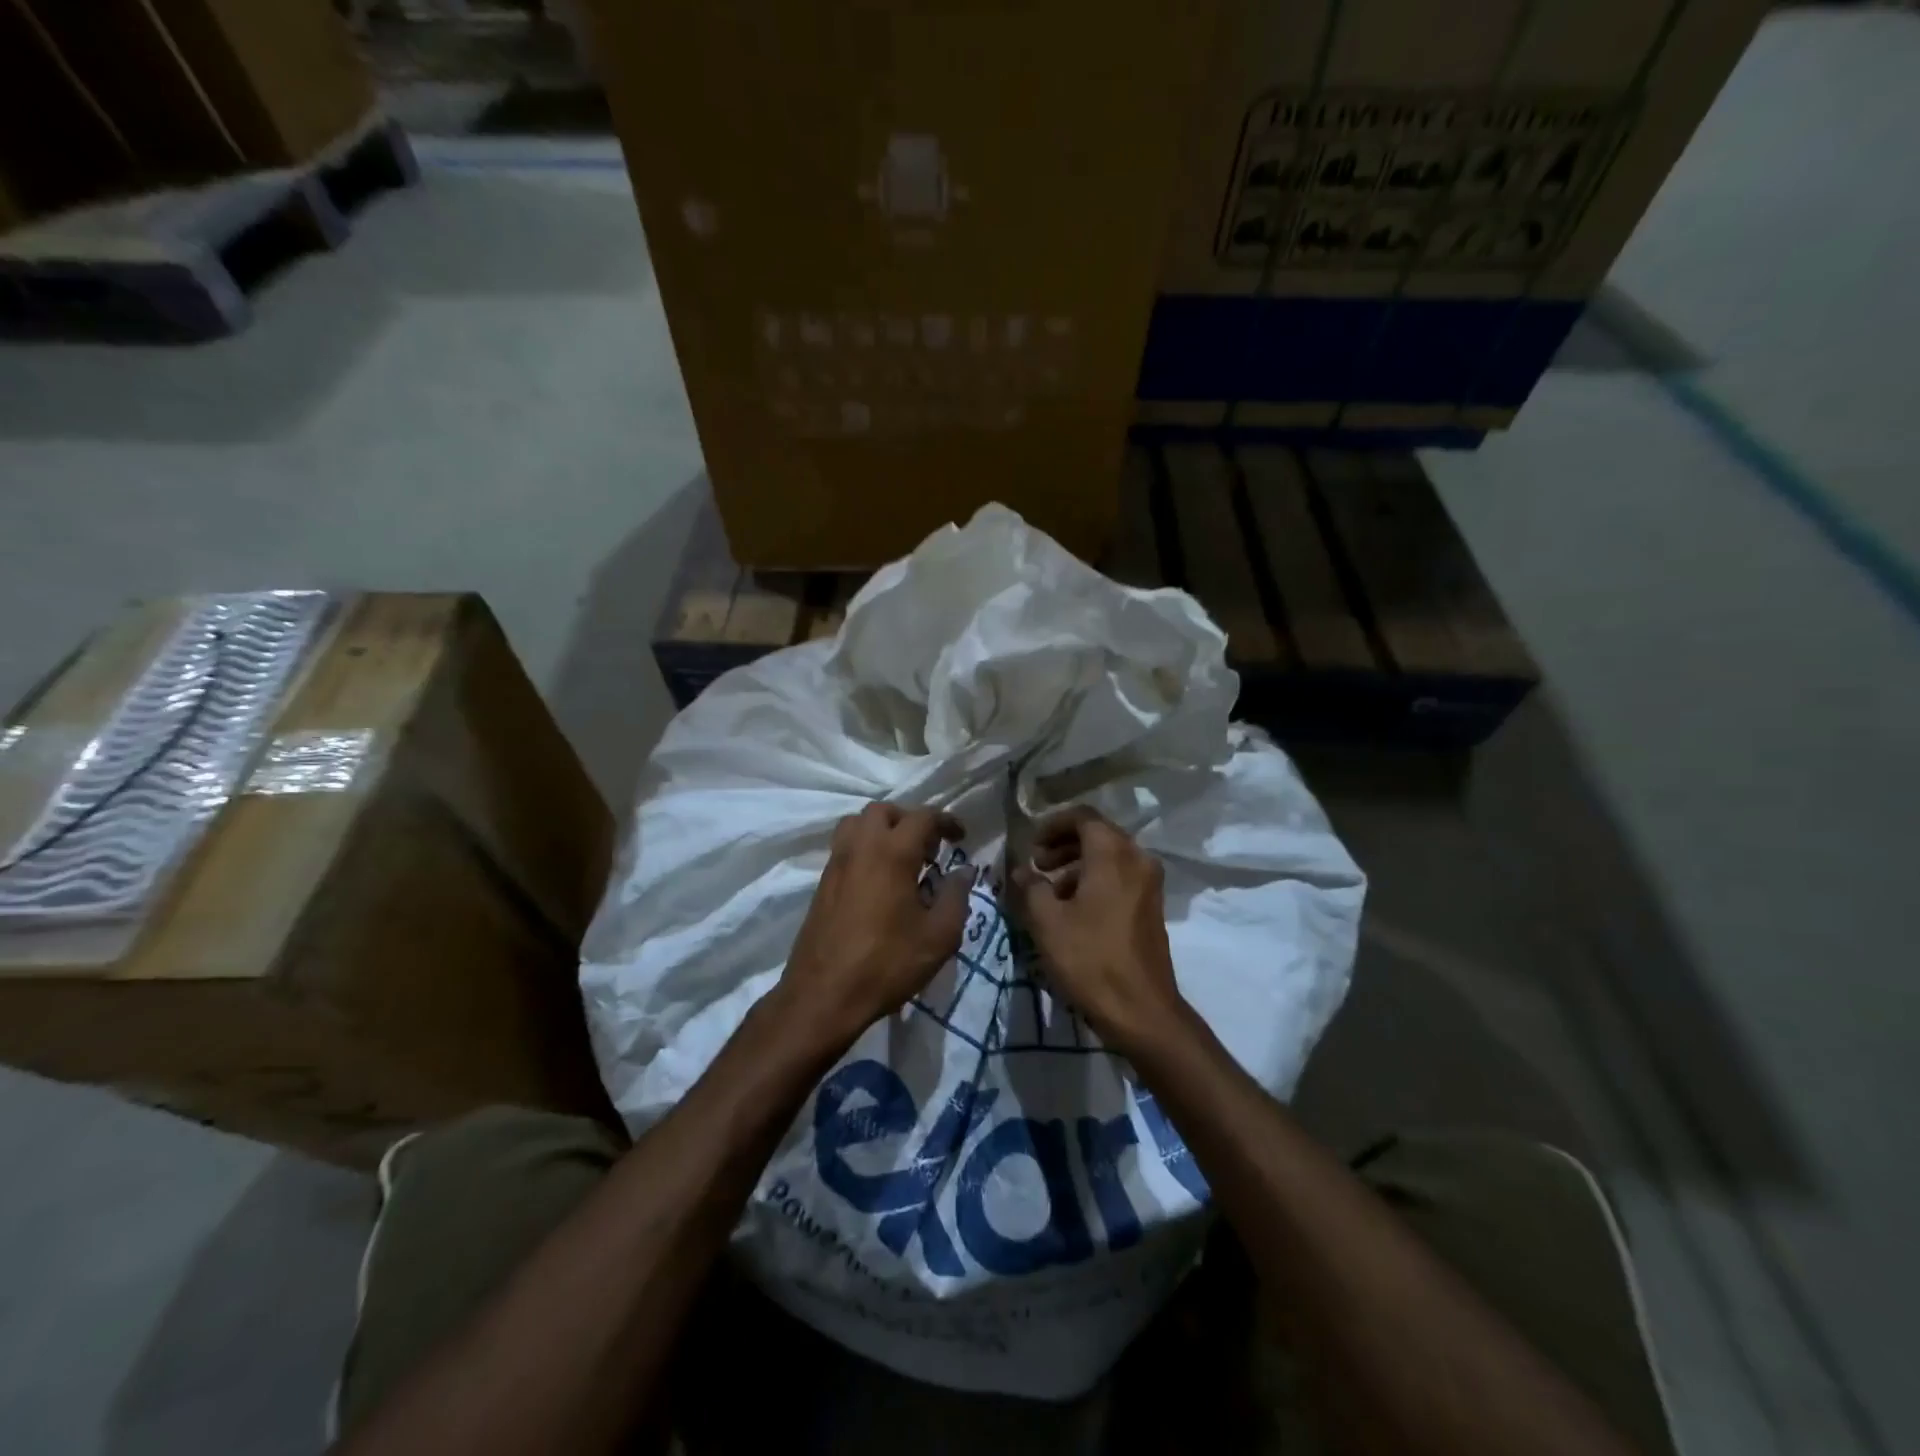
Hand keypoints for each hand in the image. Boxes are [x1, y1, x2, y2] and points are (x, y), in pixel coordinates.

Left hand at [777, 803, 974, 1049]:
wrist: (823, 995)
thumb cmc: (887, 964)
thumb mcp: (938, 936)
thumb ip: (956, 897)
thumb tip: (964, 872)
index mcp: (892, 852)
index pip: (922, 817)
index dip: (946, 821)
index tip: (960, 837)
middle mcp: (860, 847)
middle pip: (884, 811)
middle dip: (909, 820)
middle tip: (928, 848)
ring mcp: (836, 864)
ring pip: (857, 823)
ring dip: (881, 829)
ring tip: (900, 858)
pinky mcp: (822, 883)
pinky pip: (844, 846)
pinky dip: (864, 847)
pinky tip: (879, 880)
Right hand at [1014, 807, 1183, 1054]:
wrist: (1141, 1010)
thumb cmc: (1090, 959)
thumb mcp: (1047, 922)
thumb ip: (1031, 887)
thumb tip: (1021, 870)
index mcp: (1113, 853)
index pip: (1082, 817)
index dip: (1052, 825)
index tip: (1030, 847)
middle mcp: (1137, 858)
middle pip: (1097, 834)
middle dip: (1063, 845)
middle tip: (1037, 865)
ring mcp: (1149, 883)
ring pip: (1109, 857)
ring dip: (1077, 864)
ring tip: (1049, 891)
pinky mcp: (1151, 906)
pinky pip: (1120, 877)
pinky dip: (1095, 880)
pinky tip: (1072, 909)